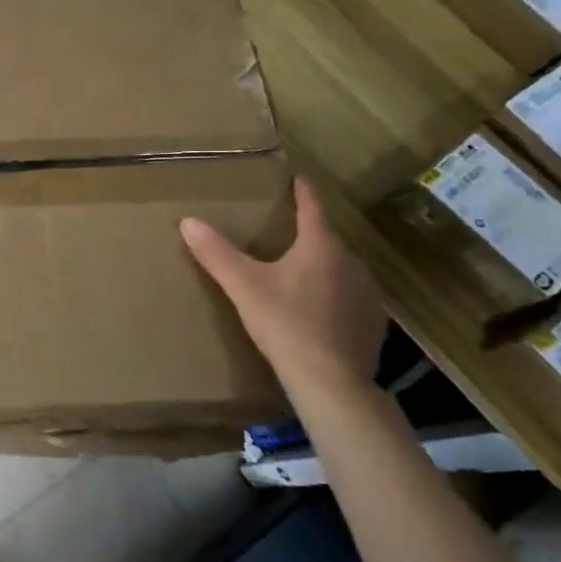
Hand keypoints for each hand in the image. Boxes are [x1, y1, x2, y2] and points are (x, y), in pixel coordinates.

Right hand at [180, 177, 384, 392]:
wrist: (331, 381)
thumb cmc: (285, 323)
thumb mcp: (243, 286)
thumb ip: (216, 253)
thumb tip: (188, 221)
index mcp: (321, 247)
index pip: (313, 208)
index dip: (303, 192)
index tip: (298, 180)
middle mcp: (351, 263)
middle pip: (327, 240)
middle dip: (308, 236)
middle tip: (285, 236)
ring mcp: (368, 294)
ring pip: (340, 269)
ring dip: (322, 268)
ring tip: (298, 275)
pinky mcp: (373, 323)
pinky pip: (349, 297)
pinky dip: (333, 297)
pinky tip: (316, 312)